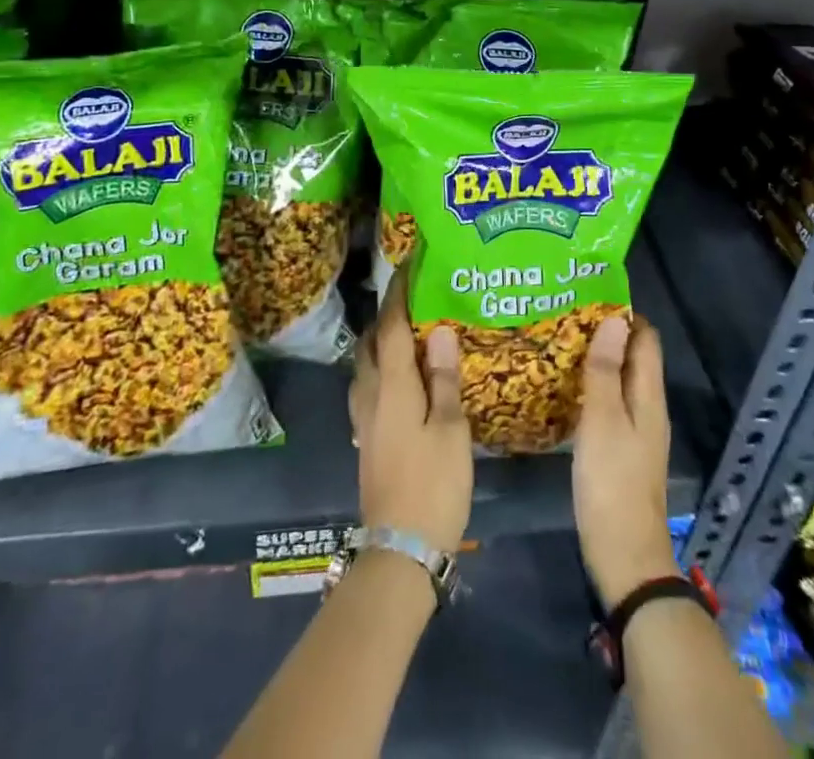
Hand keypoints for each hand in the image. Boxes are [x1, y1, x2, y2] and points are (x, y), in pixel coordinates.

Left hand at [348, 272, 472, 552]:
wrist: (400, 548)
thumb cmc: (433, 484)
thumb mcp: (450, 429)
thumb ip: (443, 378)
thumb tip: (438, 329)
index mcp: (392, 385)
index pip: (391, 326)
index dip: (399, 293)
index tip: (408, 264)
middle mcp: (370, 393)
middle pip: (372, 342)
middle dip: (387, 315)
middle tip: (414, 300)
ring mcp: (363, 418)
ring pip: (366, 364)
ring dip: (382, 341)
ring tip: (410, 333)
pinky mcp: (366, 437)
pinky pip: (368, 386)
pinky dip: (382, 368)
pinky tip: (402, 379)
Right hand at [573, 314, 681, 608]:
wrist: (624, 555)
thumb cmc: (612, 482)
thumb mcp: (603, 420)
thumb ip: (605, 370)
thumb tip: (614, 320)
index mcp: (648, 396)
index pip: (645, 339)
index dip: (623, 314)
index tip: (588, 294)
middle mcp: (647, 407)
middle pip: (631, 357)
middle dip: (604, 333)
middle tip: (563, 314)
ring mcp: (635, 431)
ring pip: (618, 380)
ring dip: (595, 359)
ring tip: (556, 341)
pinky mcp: (620, 450)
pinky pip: (608, 403)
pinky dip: (590, 387)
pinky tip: (562, 387)